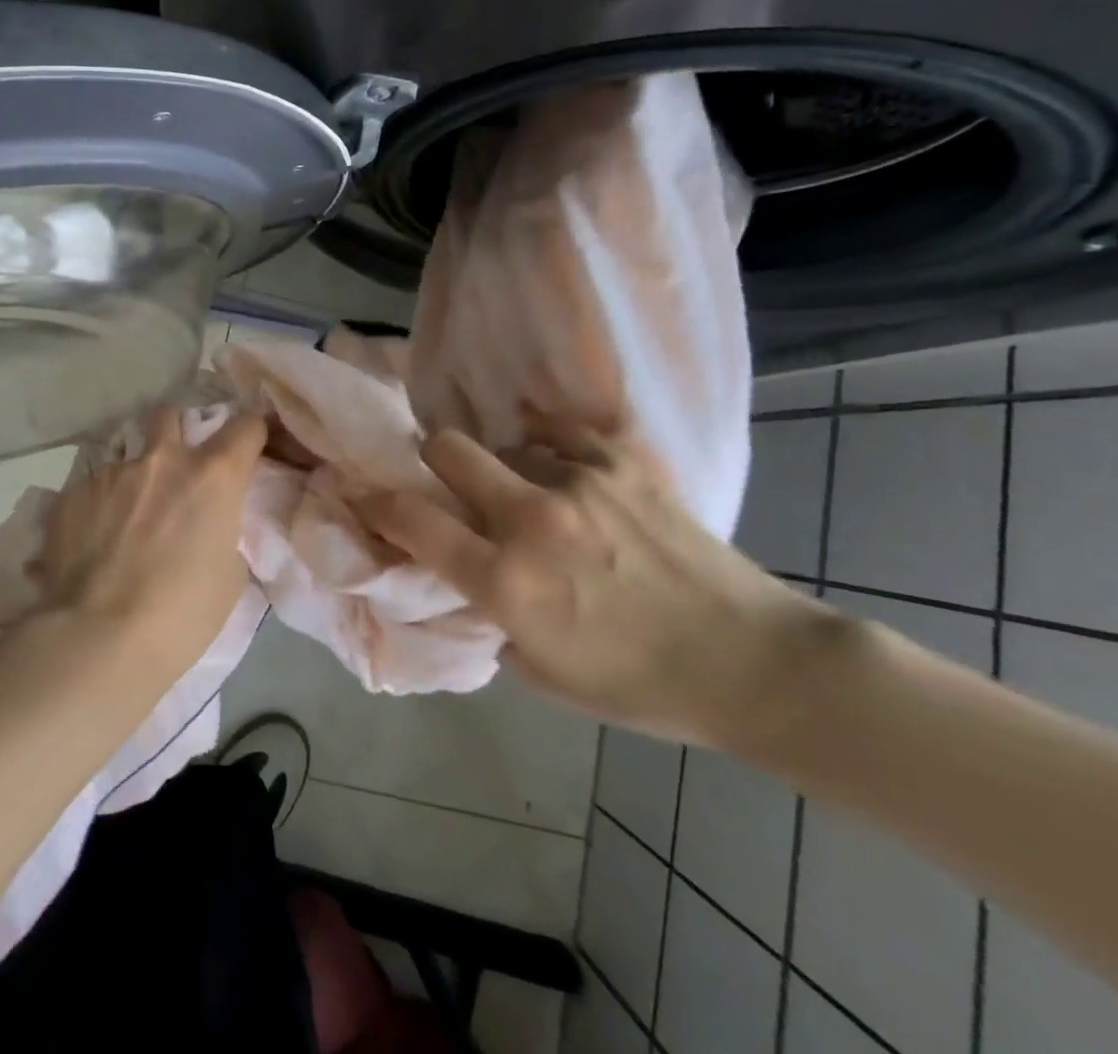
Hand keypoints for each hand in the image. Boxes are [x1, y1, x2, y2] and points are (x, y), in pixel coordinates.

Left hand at [32, 406, 267, 677]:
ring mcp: (112, 473)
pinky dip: (99, 505)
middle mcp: (162, 460)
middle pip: (170, 415)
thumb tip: (207, 525)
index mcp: (212, 476)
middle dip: (175, 434)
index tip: (248, 445)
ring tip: (125, 518)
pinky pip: (92, 487)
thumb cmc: (181, 615)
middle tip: (175, 471)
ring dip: (134, 476)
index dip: (251, 431)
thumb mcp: (228, 575)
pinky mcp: (71, 494)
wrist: (97, 638)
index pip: (245, 425)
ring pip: (126, 456)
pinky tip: (92, 542)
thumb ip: (222, 531)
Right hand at [358, 429, 835, 748]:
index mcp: (506, 581)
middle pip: (447, 449)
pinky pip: (561, 432)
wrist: (753, 663)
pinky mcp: (623, 463)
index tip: (365, 493)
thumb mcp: (541, 673)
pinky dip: (551, 449)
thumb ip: (490, 617)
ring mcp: (579, 481)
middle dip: (432, 458)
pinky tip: (568, 470)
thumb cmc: (639, 685)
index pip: (411, 521)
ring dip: (504, 467)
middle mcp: (532, 519)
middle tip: (447, 478)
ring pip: (506, 442)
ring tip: (534, 492)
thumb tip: (468, 577)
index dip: (376, 502)